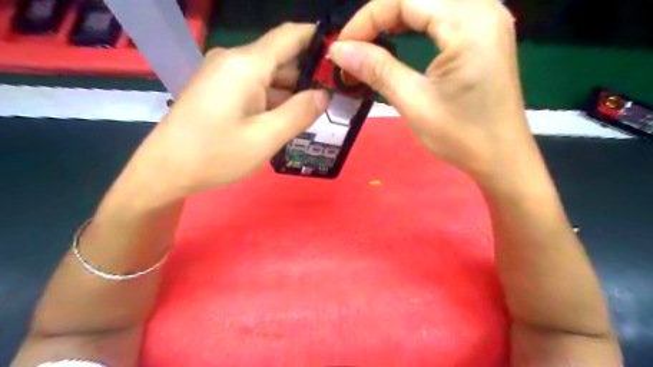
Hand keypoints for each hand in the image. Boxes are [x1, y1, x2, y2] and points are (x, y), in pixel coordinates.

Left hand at [111, 23, 331, 207]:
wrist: (165, 170)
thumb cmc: (215, 155)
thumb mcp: (266, 138)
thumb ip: (299, 113)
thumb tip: (324, 94)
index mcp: (246, 65)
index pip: (290, 36)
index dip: (318, 40)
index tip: (341, 56)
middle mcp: (234, 60)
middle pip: (281, 58)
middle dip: (308, 76)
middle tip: (334, 98)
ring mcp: (223, 74)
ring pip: (269, 75)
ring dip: (291, 92)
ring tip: (314, 113)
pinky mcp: (218, 88)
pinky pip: (254, 86)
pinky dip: (273, 99)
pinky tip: (285, 118)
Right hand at [330, 0, 531, 182]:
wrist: (501, 157)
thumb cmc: (461, 136)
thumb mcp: (414, 103)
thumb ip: (377, 69)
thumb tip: (339, 50)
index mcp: (469, 24)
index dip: (367, 18)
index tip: (342, 46)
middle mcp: (484, 8)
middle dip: (380, 16)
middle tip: (355, 46)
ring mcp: (489, 18)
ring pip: (431, 1)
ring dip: (397, 16)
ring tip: (372, 41)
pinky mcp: (486, 32)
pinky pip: (445, 12)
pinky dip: (417, 21)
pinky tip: (401, 35)